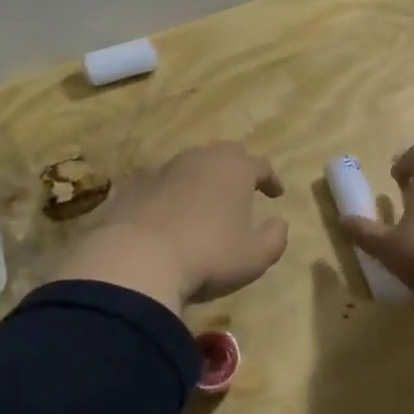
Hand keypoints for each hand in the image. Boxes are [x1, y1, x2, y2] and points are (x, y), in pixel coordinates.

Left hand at [54, 142, 288, 310]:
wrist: (138, 259)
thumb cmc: (209, 255)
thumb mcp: (255, 256)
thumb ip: (275, 237)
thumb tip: (279, 223)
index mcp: (234, 168)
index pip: (261, 164)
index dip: (271, 179)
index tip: (276, 194)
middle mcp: (200, 158)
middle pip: (224, 155)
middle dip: (237, 169)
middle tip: (243, 188)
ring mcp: (163, 169)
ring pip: (190, 166)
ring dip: (202, 180)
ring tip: (206, 203)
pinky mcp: (134, 187)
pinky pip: (161, 185)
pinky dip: (171, 195)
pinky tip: (170, 215)